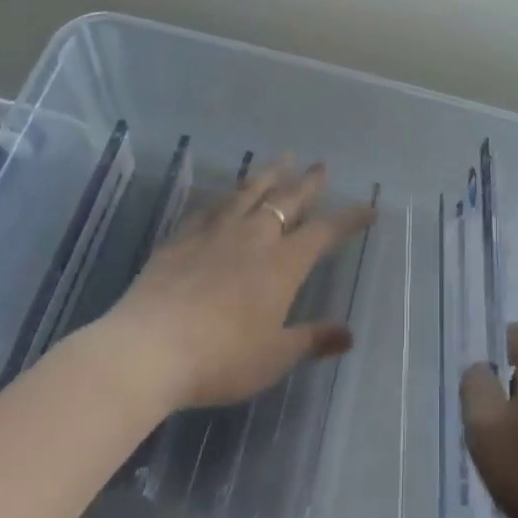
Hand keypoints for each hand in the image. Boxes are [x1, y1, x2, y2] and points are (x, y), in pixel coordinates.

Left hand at [100, 158, 376, 412]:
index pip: (324, 232)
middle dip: (308, 183)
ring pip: (250, 192)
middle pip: (288, 200)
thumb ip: (312, 340)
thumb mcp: (273, 357)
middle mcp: (255, 237)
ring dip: (269, 174)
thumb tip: (349, 334)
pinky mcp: (183, 237)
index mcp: (283, 264)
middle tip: (321, 165)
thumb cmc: (220, 359)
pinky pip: (210, 207)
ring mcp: (216, 232)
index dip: (348, 218)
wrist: (149, 348)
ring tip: (282, 158)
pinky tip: (225, 193)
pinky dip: (224, 196)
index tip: (368, 207)